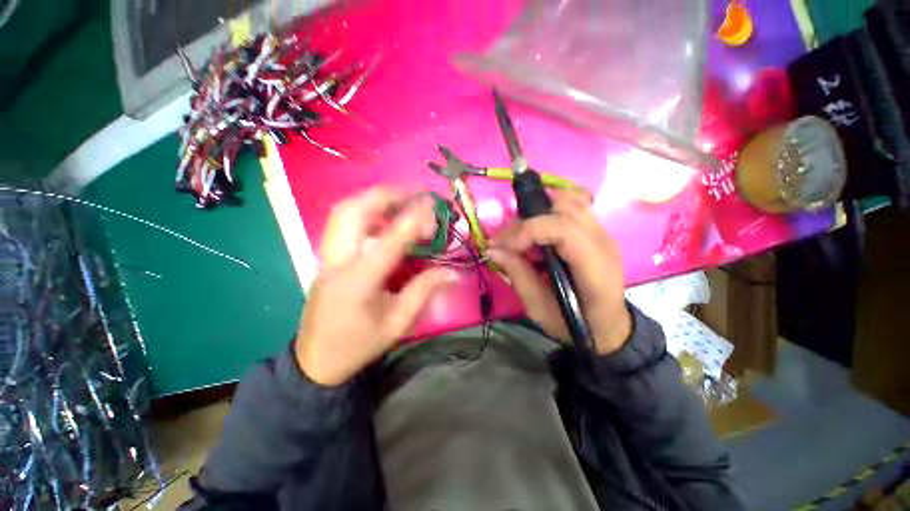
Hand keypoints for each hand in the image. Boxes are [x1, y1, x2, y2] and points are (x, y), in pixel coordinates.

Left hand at [296, 188, 457, 385]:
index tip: (431, 205)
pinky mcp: (325, 257)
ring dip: (373, 198)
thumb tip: (452, 272)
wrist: (317, 360)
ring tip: (401, 198)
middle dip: (386, 195)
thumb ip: (423, 291)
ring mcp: (326, 256)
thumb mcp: (397, 323)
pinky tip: (383, 215)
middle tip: (414, 193)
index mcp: (358, 282)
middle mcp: (337, 261)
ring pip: (343, 211)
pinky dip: (364, 209)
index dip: (412, 219)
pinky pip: (342, 222)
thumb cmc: (359, 344)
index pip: (389, 240)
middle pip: (353, 212)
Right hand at [488, 191, 631, 354]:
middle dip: (526, 222)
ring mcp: (602, 232)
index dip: (528, 231)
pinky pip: (572, 205)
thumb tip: (494, 250)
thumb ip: (518, 276)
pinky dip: (548, 211)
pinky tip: (537, 231)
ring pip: (568, 200)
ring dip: (537, 213)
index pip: (563, 229)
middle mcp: (602, 241)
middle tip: (505, 242)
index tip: (503, 246)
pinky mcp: (595, 230)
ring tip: (520, 237)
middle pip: (563, 209)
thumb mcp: (540, 309)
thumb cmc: (574, 324)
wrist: (608, 325)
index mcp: (594, 267)